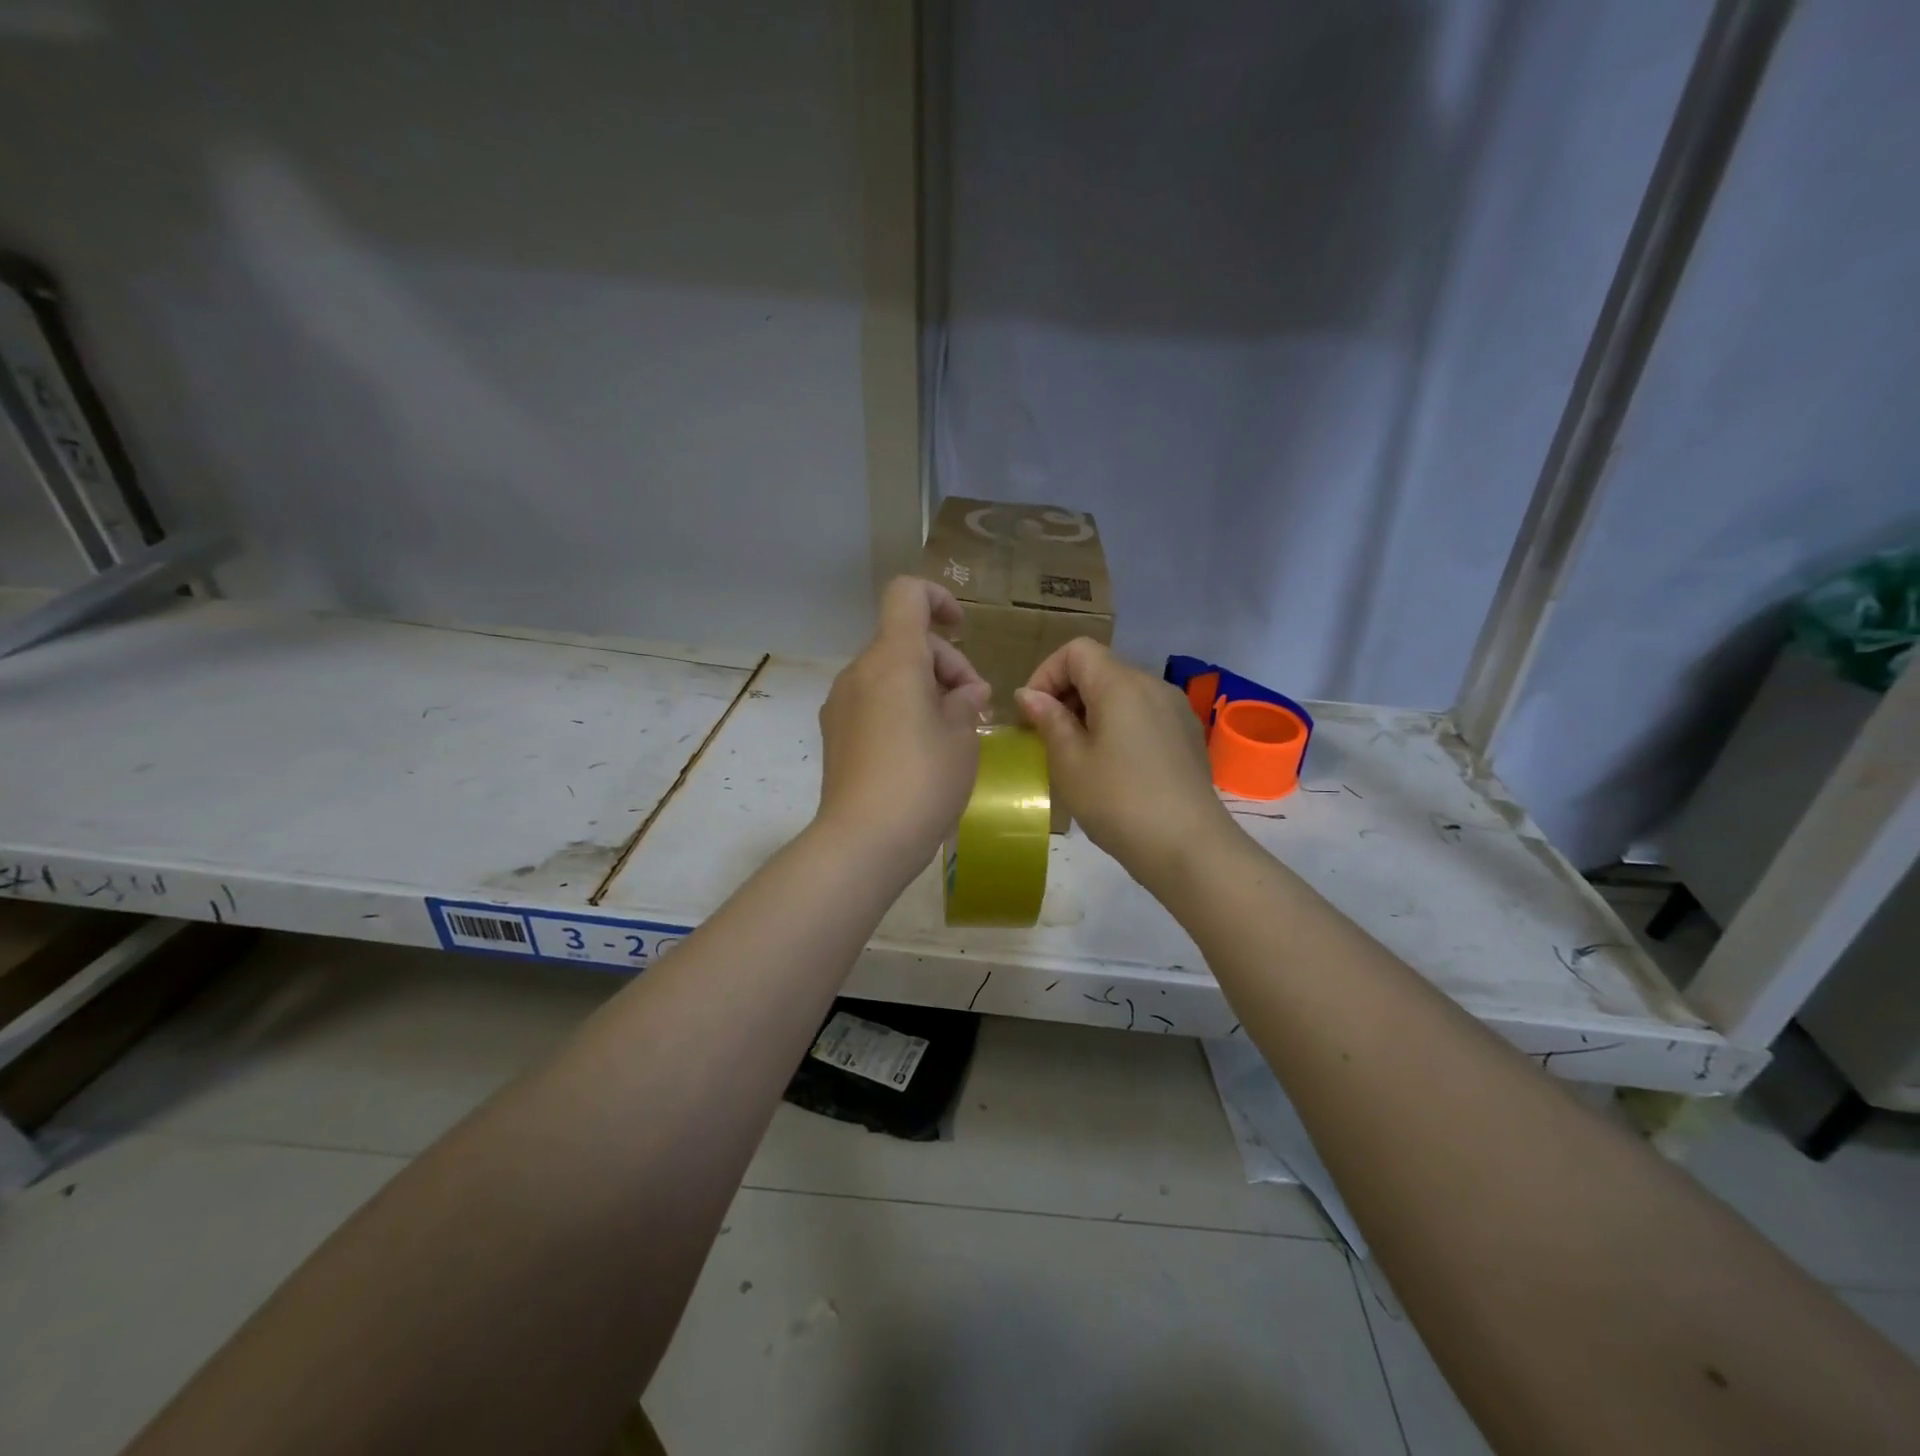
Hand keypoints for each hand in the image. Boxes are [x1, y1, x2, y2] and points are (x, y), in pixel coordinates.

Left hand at [815, 577, 991, 872]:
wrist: (863, 842)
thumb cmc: (923, 782)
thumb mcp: (962, 738)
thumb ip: (966, 701)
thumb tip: (964, 692)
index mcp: (893, 659)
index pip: (907, 596)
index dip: (938, 599)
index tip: (963, 631)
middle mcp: (860, 672)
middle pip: (905, 641)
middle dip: (946, 664)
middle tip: (976, 708)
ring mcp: (842, 703)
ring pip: (890, 673)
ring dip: (925, 688)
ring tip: (954, 733)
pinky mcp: (835, 733)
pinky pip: (874, 701)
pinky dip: (901, 708)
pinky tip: (922, 750)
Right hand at [1015, 638, 1236, 886]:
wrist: (1188, 847)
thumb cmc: (1118, 802)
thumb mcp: (1070, 762)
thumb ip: (1048, 720)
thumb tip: (1030, 694)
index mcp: (1121, 684)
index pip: (1077, 651)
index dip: (1046, 674)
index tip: (1033, 714)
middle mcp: (1153, 685)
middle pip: (1101, 669)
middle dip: (1067, 695)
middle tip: (1048, 738)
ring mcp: (1176, 710)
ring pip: (1123, 693)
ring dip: (1092, 712)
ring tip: (1078, 755)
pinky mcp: (1187, 736)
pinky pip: (1144, 715)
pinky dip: (1119, 727)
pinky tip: (1114, 768)